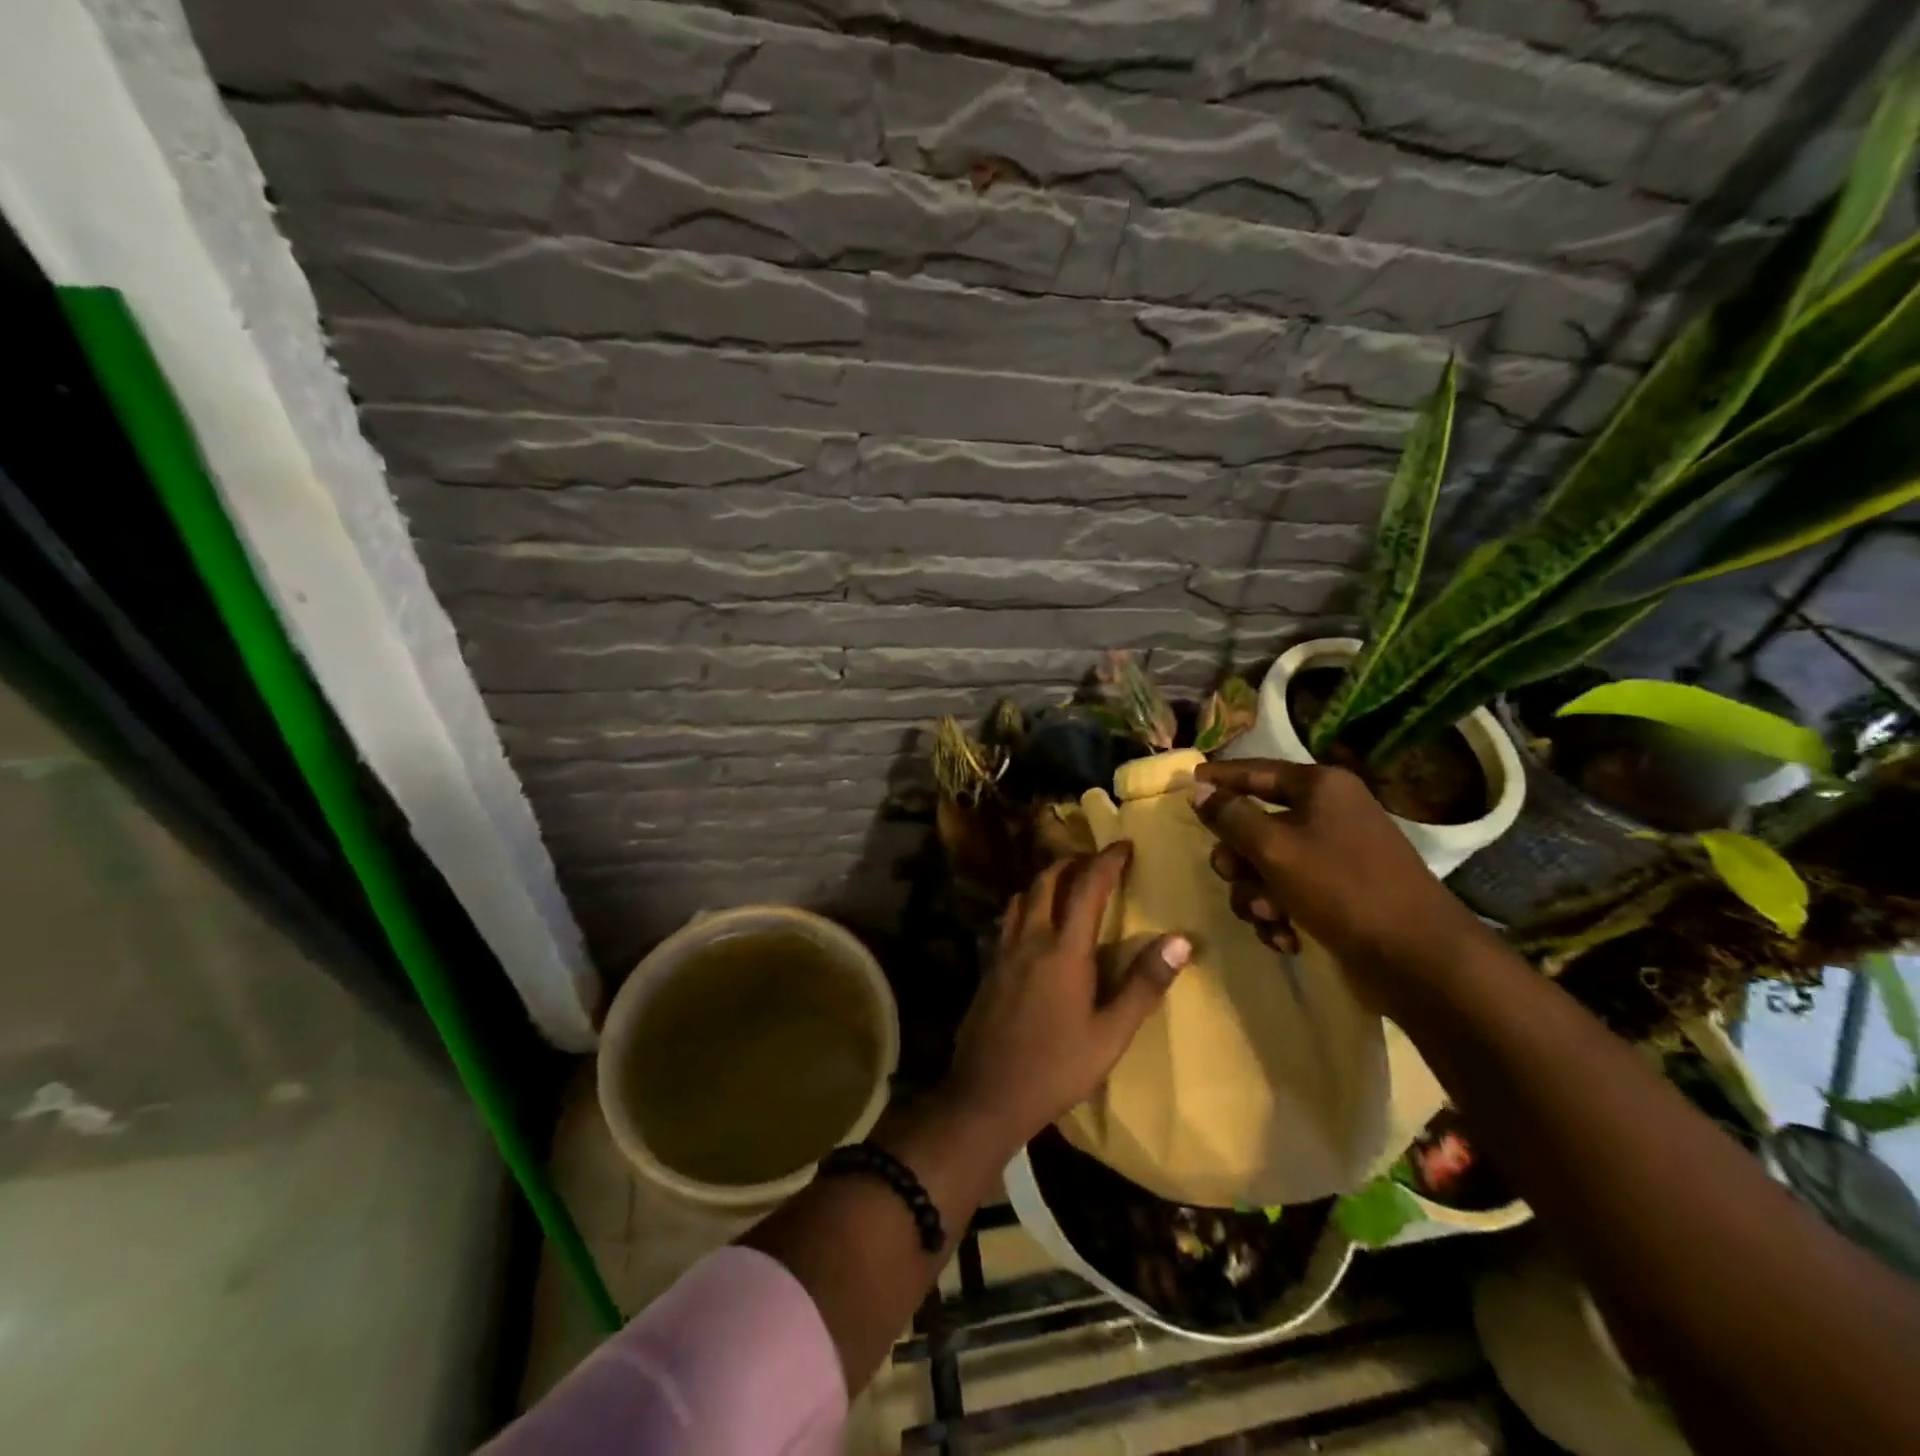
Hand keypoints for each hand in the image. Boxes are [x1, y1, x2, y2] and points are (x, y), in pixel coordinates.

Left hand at [944, 844, 1190, 1150]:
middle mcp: (1030, 938)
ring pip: (1023, 896)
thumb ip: (1144, 985)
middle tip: (1096, 862)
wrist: (987, 1094)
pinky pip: (1009, 919)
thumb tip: (1181, 940)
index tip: (1124, 845)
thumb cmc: (1057, 1068)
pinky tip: (1036, 925)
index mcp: (1064, 950)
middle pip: (1047, 880)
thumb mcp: (1111, 1035)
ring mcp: (1003, 951)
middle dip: (1072, 862)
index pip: (1087, 887)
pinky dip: (1027, 905)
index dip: (1107, 861)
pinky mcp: (988, 966)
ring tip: (1067, 885)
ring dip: (1046, 880)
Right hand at [1189, 759, 1486, 1009]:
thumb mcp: (1274, 847)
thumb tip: (1198, 788)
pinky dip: (1279, 915)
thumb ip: (1230, 816)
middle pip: (1256, 825)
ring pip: (1266, 866)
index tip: (1186, 782)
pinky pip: (1288, 894)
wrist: (1418, 958)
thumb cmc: (1342, 888)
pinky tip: (1286, 937)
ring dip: (1257, 894)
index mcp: (1320, 788)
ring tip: (1270, 917)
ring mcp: (1335, 856)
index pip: (1256, 771)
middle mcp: (1328, 814)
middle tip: (1232, 875)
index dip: (1220, 777)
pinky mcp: (1338, 896)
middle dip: (1239, 858)